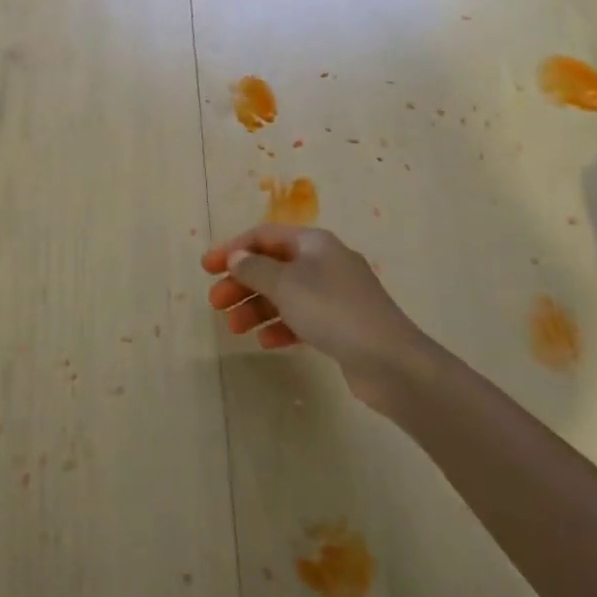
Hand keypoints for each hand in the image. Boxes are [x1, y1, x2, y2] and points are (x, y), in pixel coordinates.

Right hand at [202, 225, 424, 393]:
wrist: (390, 360)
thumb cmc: (332, 311)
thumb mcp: (285, 285)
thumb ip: (255, 269)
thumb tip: (237, 256)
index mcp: (313, 242)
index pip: (264, 236)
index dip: (232, 249)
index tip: (206, 268)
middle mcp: (324, 262)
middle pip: (273, 266)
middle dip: (242, 283)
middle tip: (216, 304)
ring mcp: (336, 294)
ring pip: (286, 294)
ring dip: (257, 308)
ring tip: (234, 329)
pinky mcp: (342, 325)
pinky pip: (302, 319)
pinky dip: (282, 326)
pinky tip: (266, 342)